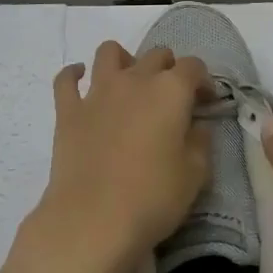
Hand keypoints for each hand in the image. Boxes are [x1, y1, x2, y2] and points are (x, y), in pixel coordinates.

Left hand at [0, 41, 212, 272]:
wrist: (92, 221)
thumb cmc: (152, 199)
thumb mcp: (194, 176)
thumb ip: (201, 143)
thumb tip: (198, 126)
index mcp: (170, 91)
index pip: (193, 66)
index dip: (203, 81)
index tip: (206, 102)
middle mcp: (135, 79)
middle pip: (155, 55)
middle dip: (169, 68)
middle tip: (172, 97)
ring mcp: (98, 91)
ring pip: (109, 52)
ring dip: (123, 59)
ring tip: (128, 81)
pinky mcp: (68, 110)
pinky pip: (66, 79)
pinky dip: (73, 74)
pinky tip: (80, 79)